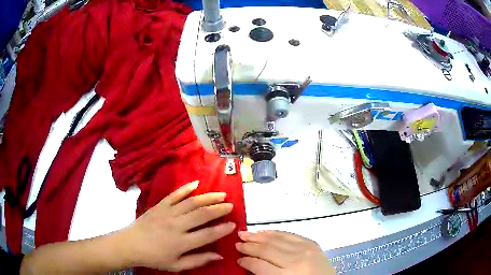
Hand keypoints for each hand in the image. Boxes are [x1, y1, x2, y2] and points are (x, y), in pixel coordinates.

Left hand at [122, 181, 234, 270]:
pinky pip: (175, 194)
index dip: (222, 229)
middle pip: (202, 214)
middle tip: (230, 205)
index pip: (208, 234)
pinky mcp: (159, 205)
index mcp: (181, 242)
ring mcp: (167, 212)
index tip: (233, 225)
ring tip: (221, 194)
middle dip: (219, 209)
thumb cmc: (154, 258)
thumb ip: (198, 260)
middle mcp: (176, 225)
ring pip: (191, 202)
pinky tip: (196, 183)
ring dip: (208, 197)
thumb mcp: (177, 265)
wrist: (131, 244)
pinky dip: (186, 188)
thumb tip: (219, 256)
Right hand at [236, 230, 334, 274]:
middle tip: (236, 242)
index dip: (246, 261)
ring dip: (259, 236)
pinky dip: (275, 233)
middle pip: (267, 250)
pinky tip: (265, 232)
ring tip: (245, 233)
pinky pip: (290, 235)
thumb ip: (264, 274)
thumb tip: (248, 262)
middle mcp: (296, 261)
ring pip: (276, 239)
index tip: (237, 258)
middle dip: (249, 246)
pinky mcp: (312, 244)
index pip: (259, 265)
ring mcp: (306, 250)